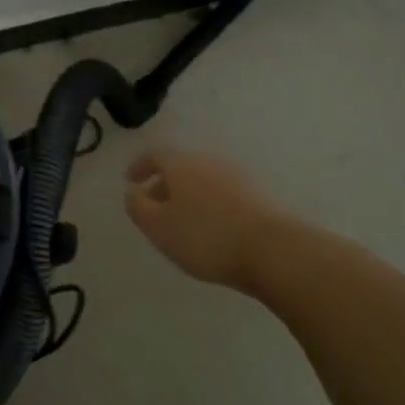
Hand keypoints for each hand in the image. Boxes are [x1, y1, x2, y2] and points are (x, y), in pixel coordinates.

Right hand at [124, 145, 295, 294]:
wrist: (274, 250)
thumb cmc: (206, 236)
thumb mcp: (158, 226)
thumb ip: (137, 206)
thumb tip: (133, 192)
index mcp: (182, 164)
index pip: (155, 154)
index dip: (140, 165)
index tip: (130, 180)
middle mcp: (210, 162)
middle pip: (181, 166)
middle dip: (164, 183)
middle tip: (153, 206)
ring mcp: (239, 177)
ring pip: (203, 180)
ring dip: (188, 195)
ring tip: (181, 221)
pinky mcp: (259, 196)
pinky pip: (223, 193)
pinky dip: (210, 204)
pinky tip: (210, 228)